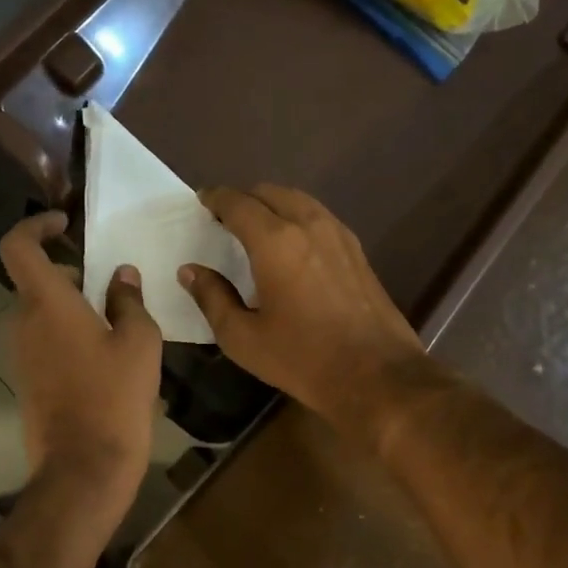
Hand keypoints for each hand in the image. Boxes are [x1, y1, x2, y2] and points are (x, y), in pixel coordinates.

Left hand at [0, 211, 163, 509]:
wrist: (84, 468)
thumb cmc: (115, 397)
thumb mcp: (139, 342)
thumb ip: (129, 300)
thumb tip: (121, 276)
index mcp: (47, 303)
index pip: (19, 246)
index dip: (36, 226)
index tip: (64, 223)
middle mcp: (24, 323)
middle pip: (35, 280)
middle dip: (69, 271)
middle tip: (109, 282)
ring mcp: (21, 354)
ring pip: (41, 311)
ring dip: (71, 304)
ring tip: (115, 319)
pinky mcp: (27, 379)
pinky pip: (43, 339)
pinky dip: (67, 331)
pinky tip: (104, 353)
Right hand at [179, 185, 423, 426]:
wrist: (377, 375)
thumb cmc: (302, 358)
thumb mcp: (243, 337)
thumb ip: (212, 297)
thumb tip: (190, 271)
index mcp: (275, 241)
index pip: (238, 203)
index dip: (216, 198)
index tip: (202, 201)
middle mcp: (308, 225)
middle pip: (270, 192)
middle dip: (243, 198)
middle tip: (225, 218)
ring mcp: (338, 234)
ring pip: (298, 200)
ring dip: (272, 204)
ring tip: (255, 226)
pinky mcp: (357, 250)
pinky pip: (319, 216)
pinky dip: (296, 216)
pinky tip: (290, 243)